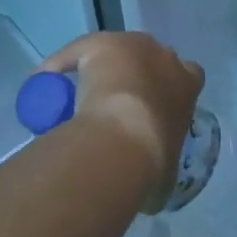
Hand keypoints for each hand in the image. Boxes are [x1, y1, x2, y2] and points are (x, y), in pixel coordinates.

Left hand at [35, 31, 204, 212]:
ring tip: (82, 94)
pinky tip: (47, 79)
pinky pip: (79, 52)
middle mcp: (166, 58)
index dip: (169, 89)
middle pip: (154, 58)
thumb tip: (150, 193)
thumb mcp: (166, 175)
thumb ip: (161, 174)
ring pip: (119, 51)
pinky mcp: (102, 43)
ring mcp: (134, 46)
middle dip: (139, 76)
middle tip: (118, 102)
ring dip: (105, 68)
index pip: (189, 76)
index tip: (154, 106)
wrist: (124, 137)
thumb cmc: (153, 158)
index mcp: (188, 86)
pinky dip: (63, 63)